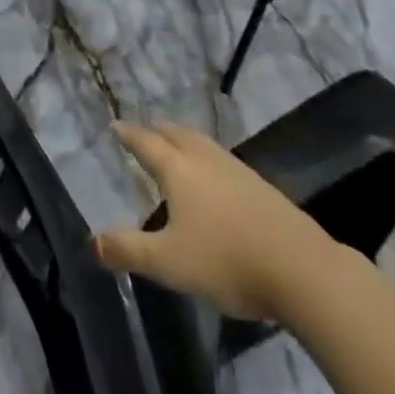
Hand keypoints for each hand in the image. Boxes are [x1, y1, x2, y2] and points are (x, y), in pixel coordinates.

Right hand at [94, 118, 336, 322]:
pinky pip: (220, 157)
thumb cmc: (226, 260)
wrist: (301, 268)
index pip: (146, 142)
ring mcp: (235, 169)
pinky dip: (204, 155)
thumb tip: (93, 241)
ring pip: (200, 142)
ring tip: (174, 144)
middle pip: (174, 133)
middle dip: (155, 129)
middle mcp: (203, 158)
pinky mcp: (259, 185)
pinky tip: (213, 174)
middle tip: (143, 130)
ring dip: (182, 138)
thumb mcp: (168, 263)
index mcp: (177, 169)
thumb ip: (129, 250)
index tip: (115, 125)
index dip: (128, 134)